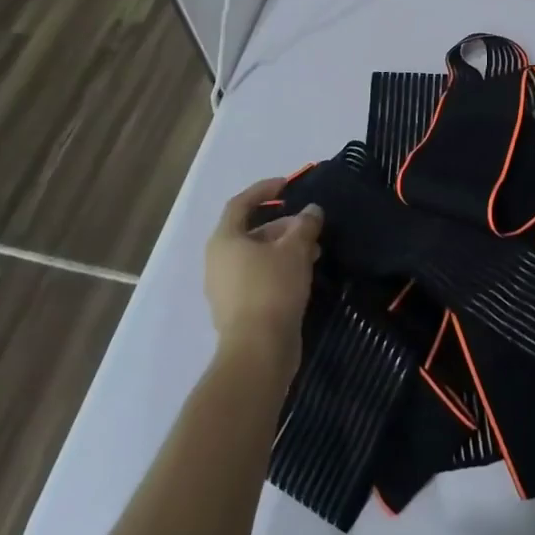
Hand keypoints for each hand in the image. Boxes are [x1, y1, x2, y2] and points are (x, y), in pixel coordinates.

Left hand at [205, 178, 323, 381]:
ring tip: (315, 252)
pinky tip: (304, 275)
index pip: (241, 203)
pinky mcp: (238, 309)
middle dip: (284, 226)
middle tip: (311, 228)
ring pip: (257, 257)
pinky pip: (259, 278)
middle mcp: (218, 260)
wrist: (258, 350)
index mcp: (225, 240)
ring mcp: (225, 287)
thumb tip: (312, 211)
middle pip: (252, 231)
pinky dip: (280, 270)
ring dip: (285, 249)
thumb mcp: (295, 250)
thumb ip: (305, 225)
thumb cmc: (272, 289)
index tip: (289, 185)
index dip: (264, 190)